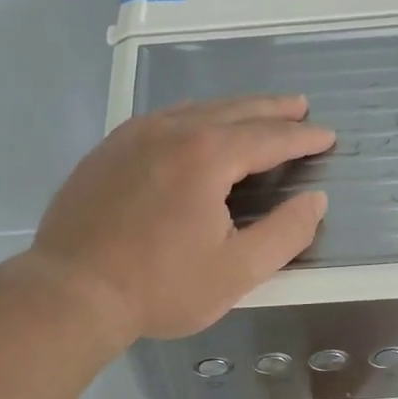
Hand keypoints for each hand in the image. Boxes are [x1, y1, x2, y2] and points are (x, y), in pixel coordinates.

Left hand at [25, 96, 333, 343]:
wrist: (71, 292)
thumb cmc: (159, 287)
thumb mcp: (236, 271)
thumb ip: (285, 233)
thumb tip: (315, 201)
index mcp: (207, 155)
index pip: (268, 137)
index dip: (302, 137)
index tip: (326, 135)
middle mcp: (171, 131)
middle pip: (233, 111)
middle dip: (271, 110)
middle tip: (299, 106)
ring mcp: (132, 136)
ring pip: (194, 110)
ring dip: (231, 110)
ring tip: (254, 113)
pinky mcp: (107, 151)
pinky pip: (161, 121)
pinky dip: (191, 119)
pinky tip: (194, 129)